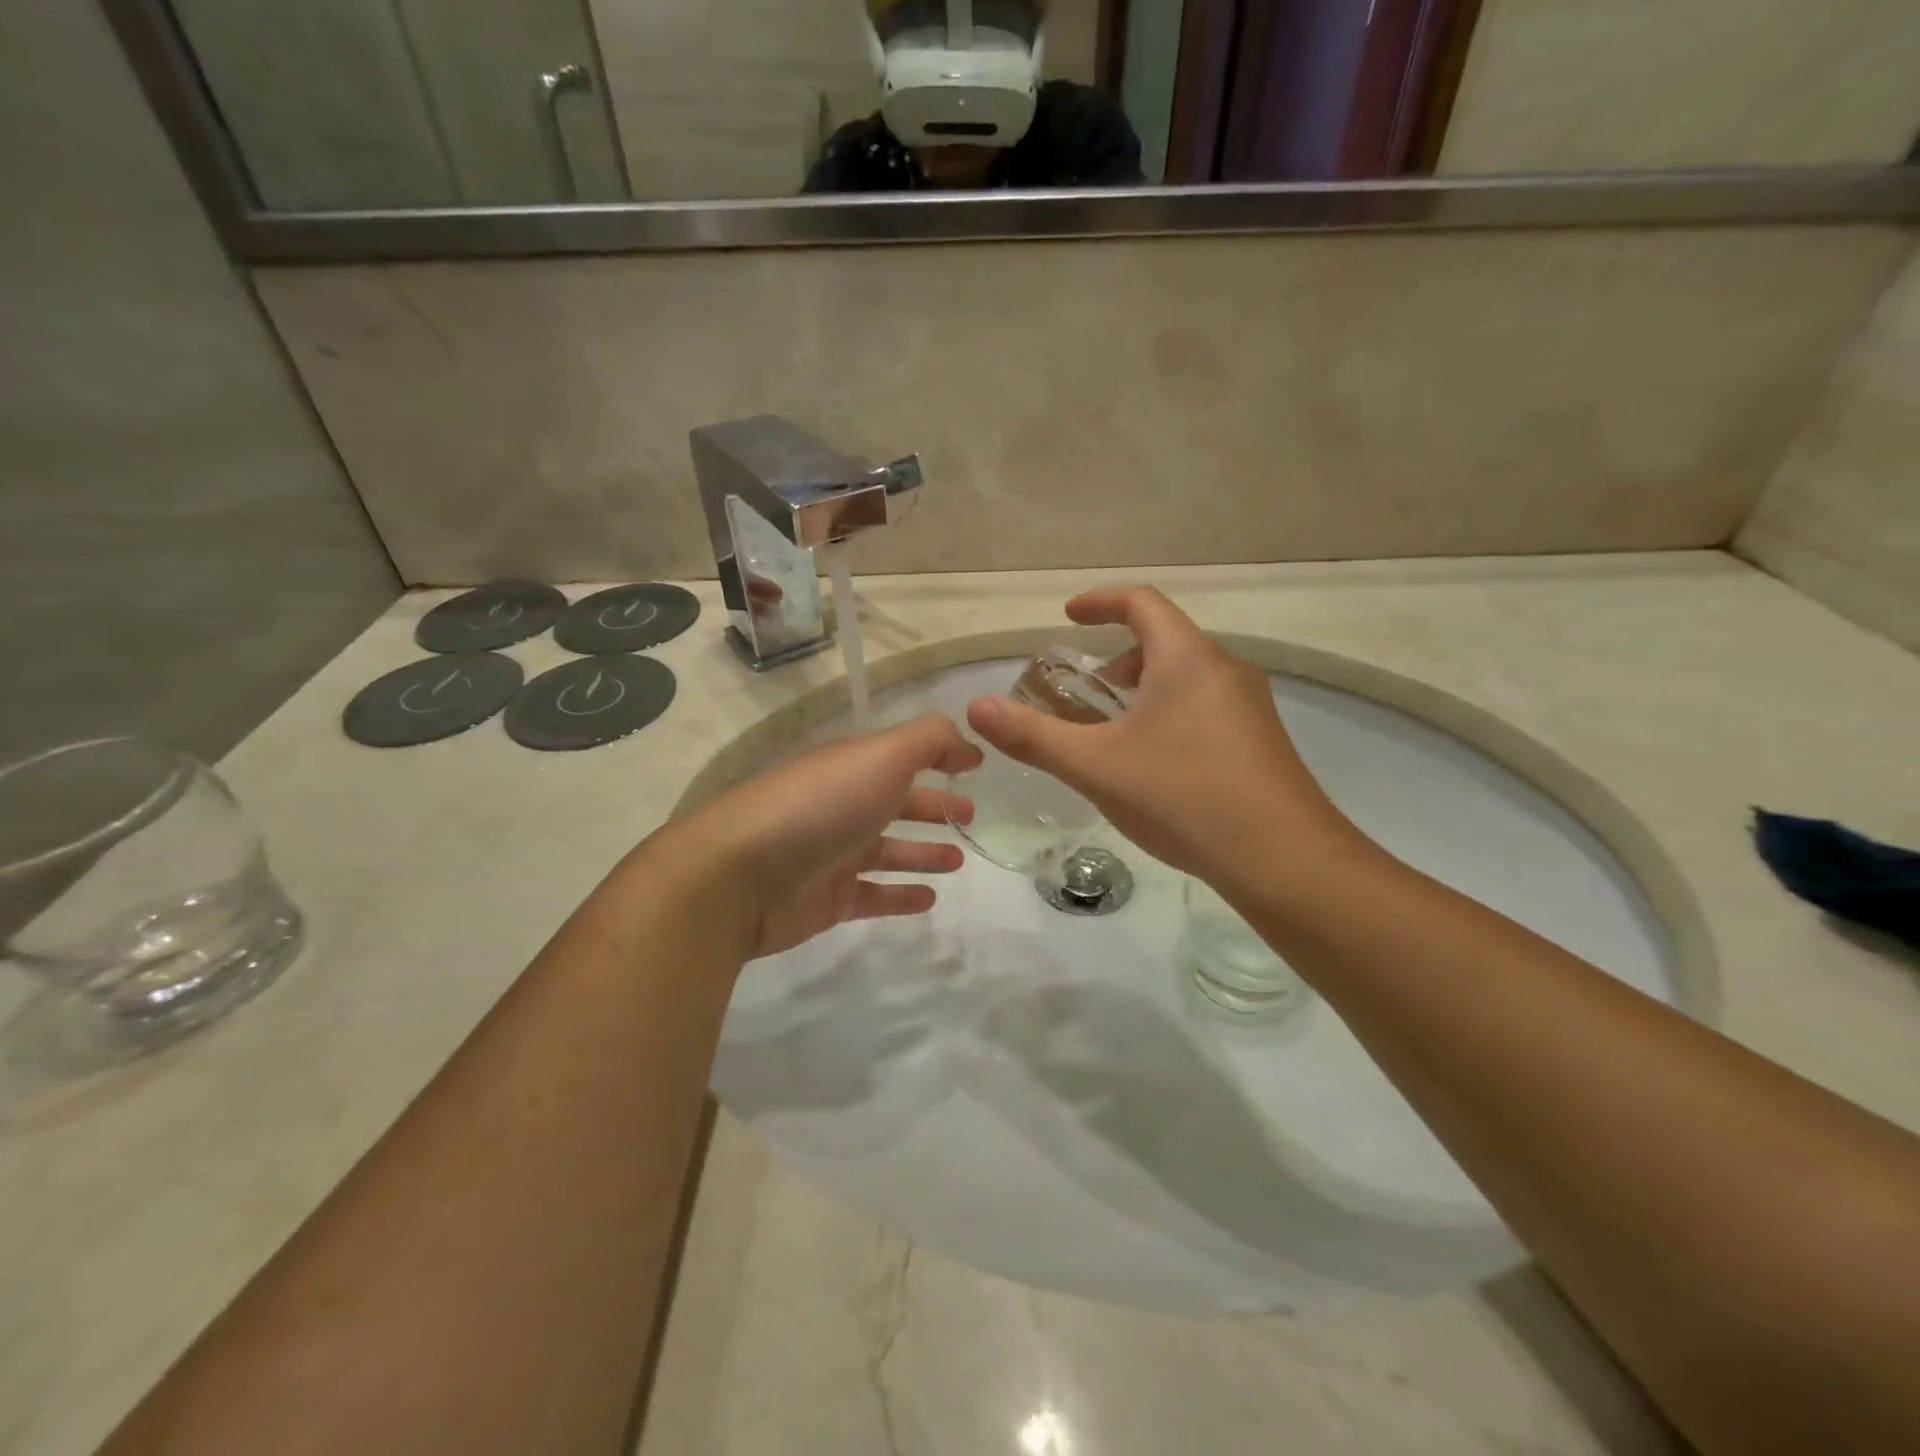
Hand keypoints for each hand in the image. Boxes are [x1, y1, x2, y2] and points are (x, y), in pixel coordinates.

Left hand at [673, 715, 980, 958]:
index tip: (975, 769)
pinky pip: (874, 895)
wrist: (739, 877)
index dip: (939, 759)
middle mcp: (842, 806)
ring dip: (923, 852)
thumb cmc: (820, 807)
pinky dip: (902, 895)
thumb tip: (970, 746)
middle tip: (971, 817)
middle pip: (895, 803)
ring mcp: (833, 855)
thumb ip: (931, 741)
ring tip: (959, 859)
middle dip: (933, 807)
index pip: (902, 758)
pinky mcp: (827, 900)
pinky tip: (931, 899)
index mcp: (852, 768)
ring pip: (888, 851)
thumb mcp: (882, 755)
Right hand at [967, 587, 1363, 894]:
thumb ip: (1034, 736)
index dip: (1100, 602)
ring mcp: (1250, 706)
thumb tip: (977, 707)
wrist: (1284, 858)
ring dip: (1143, 690)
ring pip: (1186, 677)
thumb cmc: (1183, 797)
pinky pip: (1205, 707)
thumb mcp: (1096, 766)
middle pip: (1164, 641)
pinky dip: (1169, 714)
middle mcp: (1225, 669)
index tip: (1067, 617)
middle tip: (1084, 692)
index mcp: (1187, 658)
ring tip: (1113, 734)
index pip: (1141, 603)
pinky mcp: (1261, 741)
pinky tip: (1155, 767)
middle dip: (1117, 658)